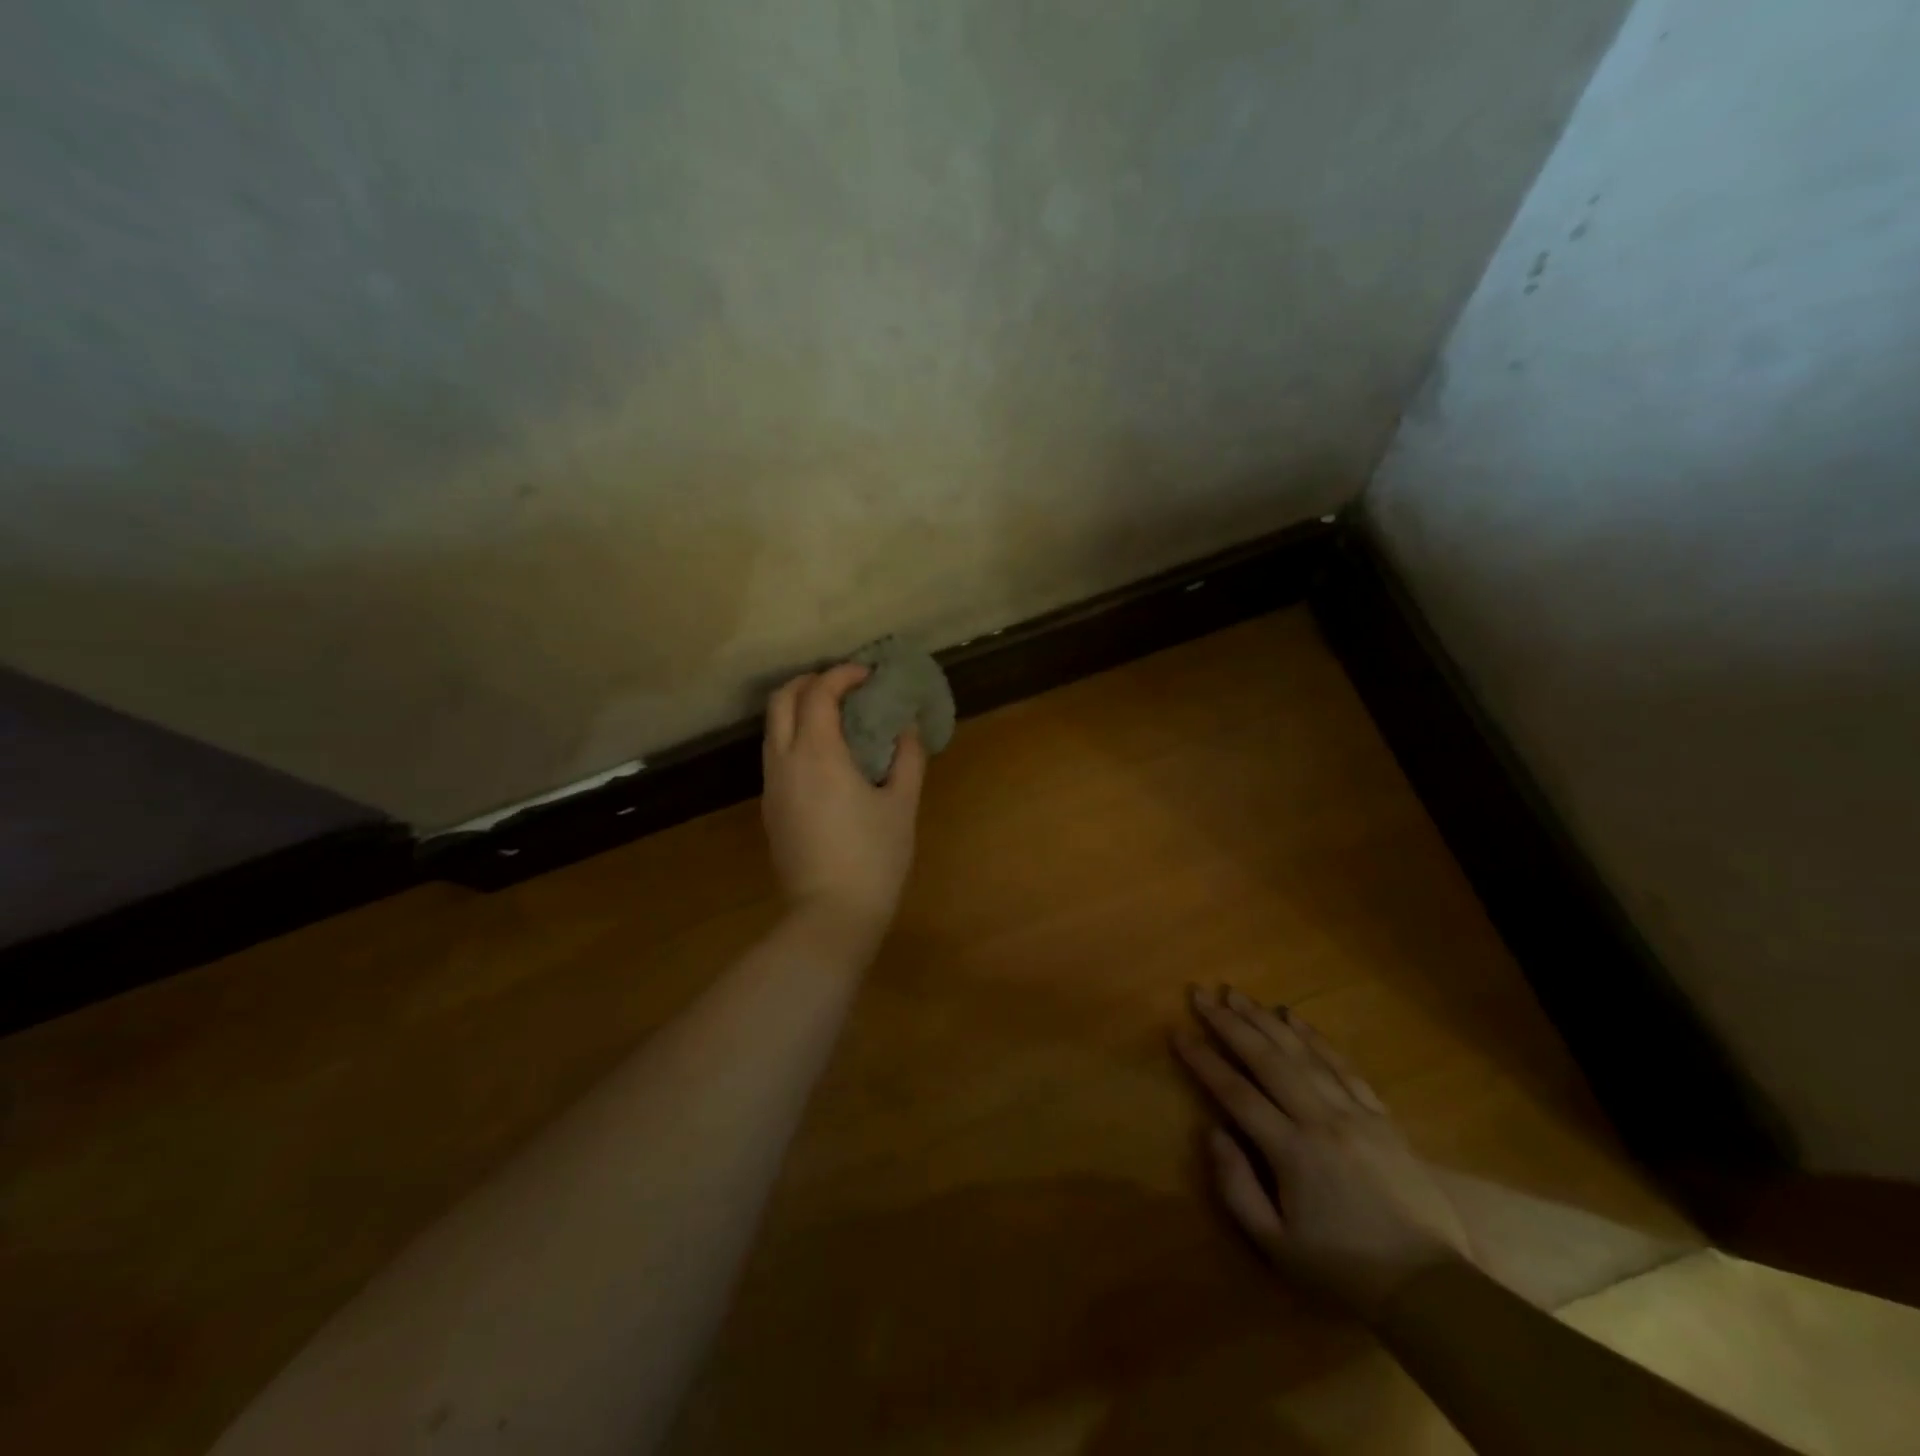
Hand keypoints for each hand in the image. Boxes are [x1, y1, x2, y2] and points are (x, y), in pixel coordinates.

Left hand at [762, 664, 926, 941]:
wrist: (830, 915)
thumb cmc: (874, 857)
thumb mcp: (902, 805)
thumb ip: (907, 758)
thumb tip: (906, 728)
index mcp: (817, 754)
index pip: (819, 693)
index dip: (843, 674)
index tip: (869, 674)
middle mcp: (785, 761)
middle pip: (781, 699)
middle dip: (810, 682)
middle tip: (845, 686)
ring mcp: (772, 785)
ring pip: (773, 727)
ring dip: (799, 708)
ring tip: (837, 716)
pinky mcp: (770, 808)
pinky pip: (775, 753)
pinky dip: (795, 735)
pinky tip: (825, 755)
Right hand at [1172, 986, 1473, 1319]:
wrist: (1429, 1288)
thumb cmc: (1343, 1269)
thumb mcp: (1276, 1246)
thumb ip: (1236, 1187)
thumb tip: (1212, 1132)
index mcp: (1291, 1151)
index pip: (1236, 1093)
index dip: (1204, 1060)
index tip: (1178, 1033)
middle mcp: (1320, 1119)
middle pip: (1267, 1059)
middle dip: (1230, 1023)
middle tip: (1202, 995)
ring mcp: (1354, 1113)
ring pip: (1302, 1053)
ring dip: (1265, 1020)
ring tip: (1237, 994)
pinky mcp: (1381, 1116)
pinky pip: (1343, 1065)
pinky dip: (1315, 1037)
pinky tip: (1293, 1017)